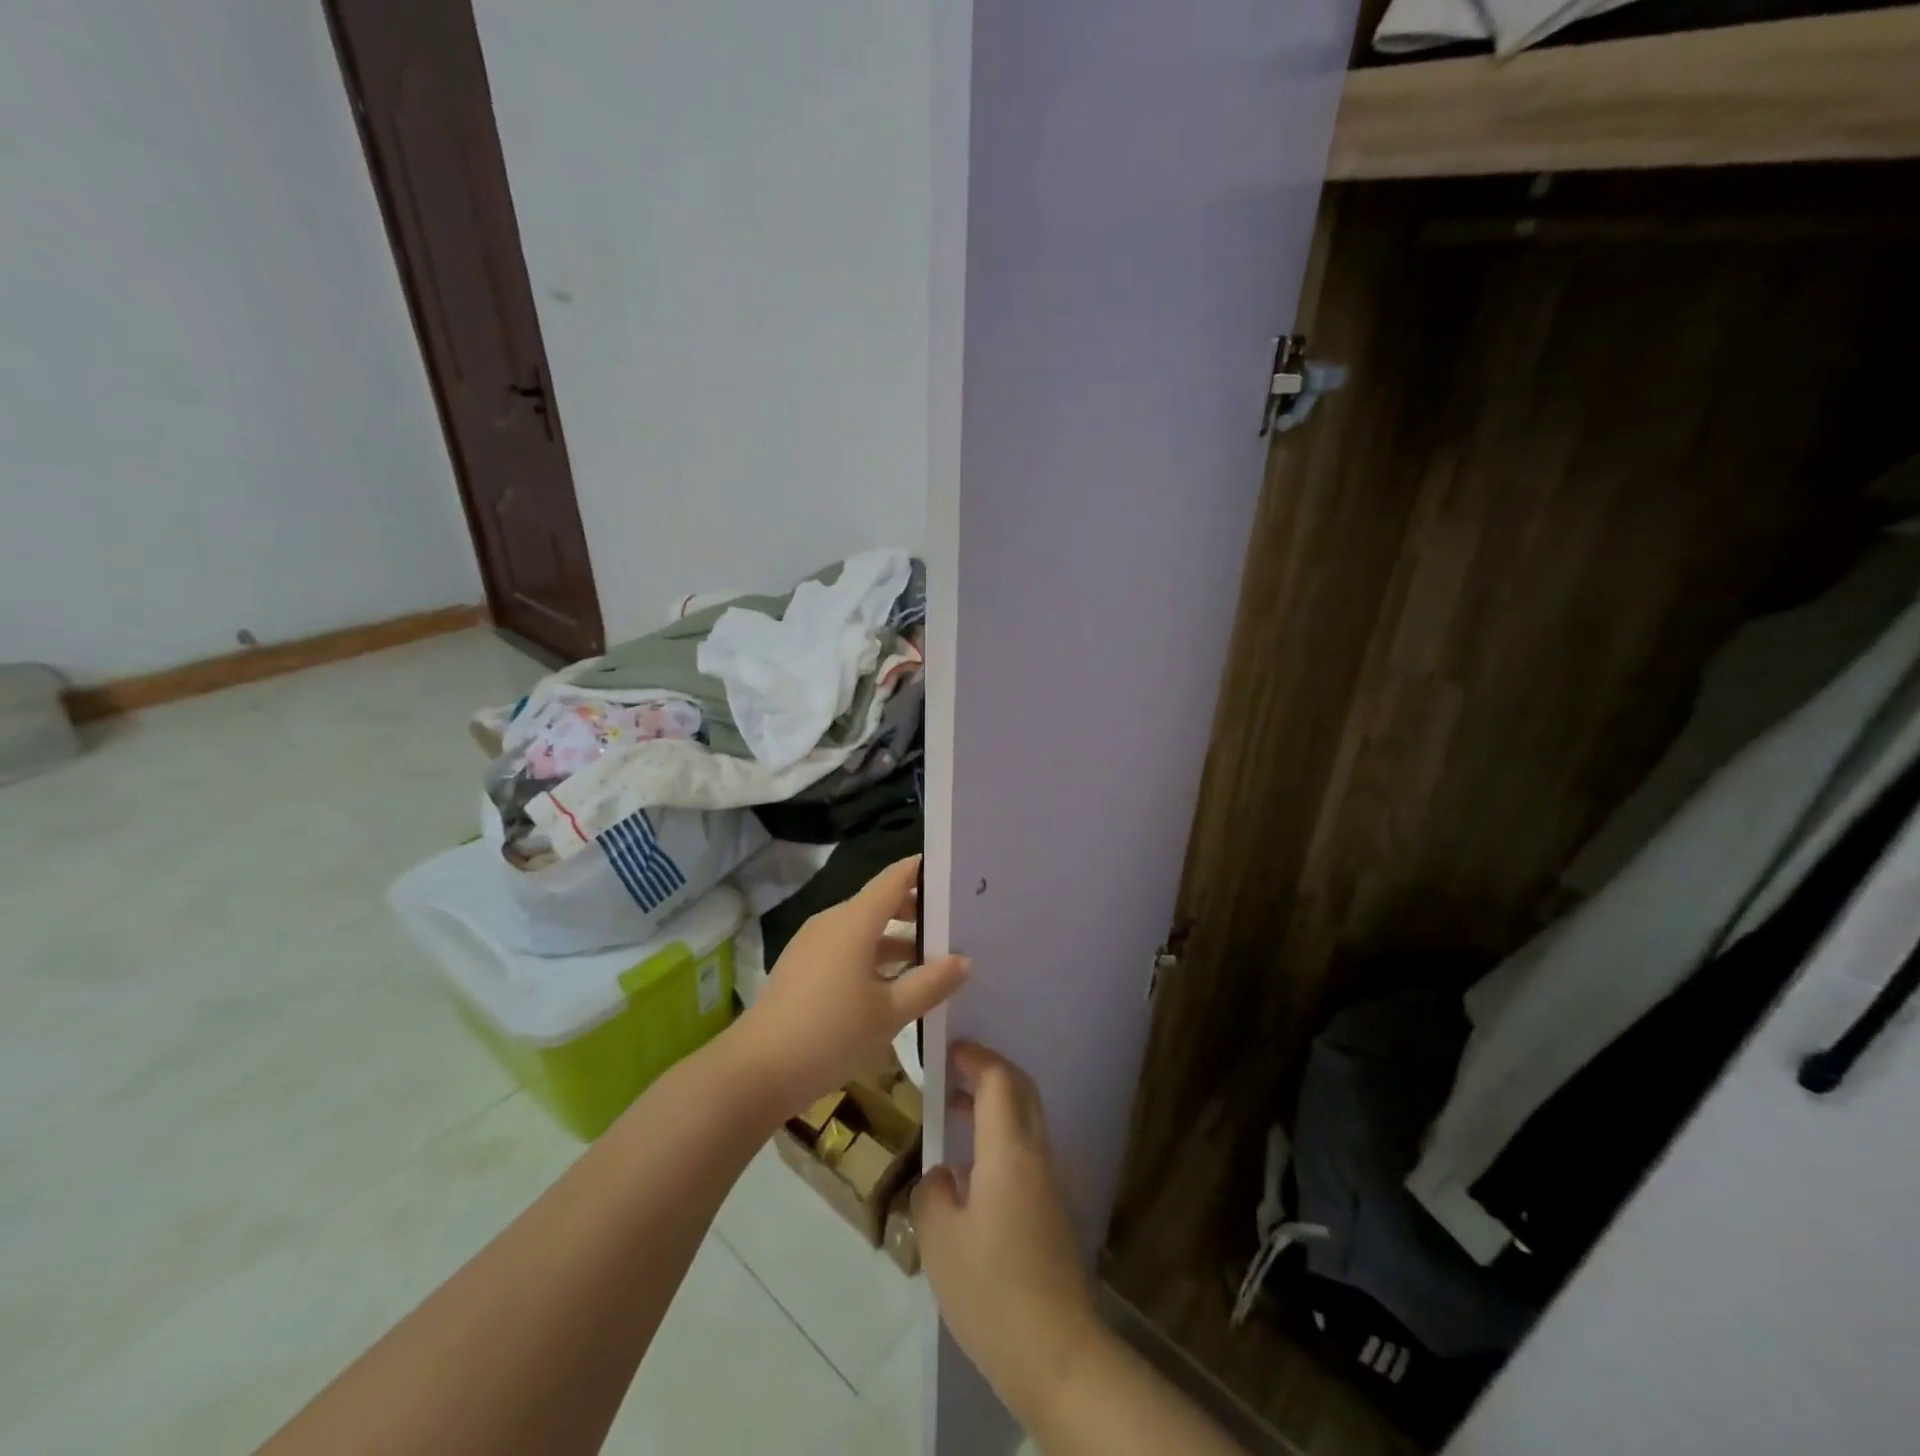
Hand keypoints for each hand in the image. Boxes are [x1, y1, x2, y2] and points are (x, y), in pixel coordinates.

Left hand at [730, 856, 968, 1117]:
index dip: (923, 870)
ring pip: (863, 929)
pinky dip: (872, 956)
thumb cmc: (831, 1033)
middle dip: (915, 910)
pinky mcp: (802, 967)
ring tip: (931, 959)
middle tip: (954, 923)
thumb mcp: (890, 1012)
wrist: (756, 1071)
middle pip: (880, 902)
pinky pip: (845, 948)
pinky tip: (891, 985)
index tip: (954, 873)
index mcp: (854, 921)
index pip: (895, 879)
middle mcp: (832, 922)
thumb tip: (964, 960)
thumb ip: (930, 983)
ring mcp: (812, 944)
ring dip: (895, 940)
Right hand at [914, 1042, 1101, 1428]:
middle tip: (952, 1074)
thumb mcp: (940, 1242)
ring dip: (996, 1106)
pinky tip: (974, 1173)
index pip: (999, 1079)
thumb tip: (944, 1176)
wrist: (1057, 1353)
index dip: (975, 1056)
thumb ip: (933, 1194)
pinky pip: (1029, 1151)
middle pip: (1021, 1090)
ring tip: (955, 1117)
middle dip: (989, 1072)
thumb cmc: (992, 1290)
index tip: (947, 1051)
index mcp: (1010, 1150)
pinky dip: (1003, 1137)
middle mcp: (1037, 1154)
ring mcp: (1052, 1182)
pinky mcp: (1055, 1209)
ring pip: (1028, 1120)